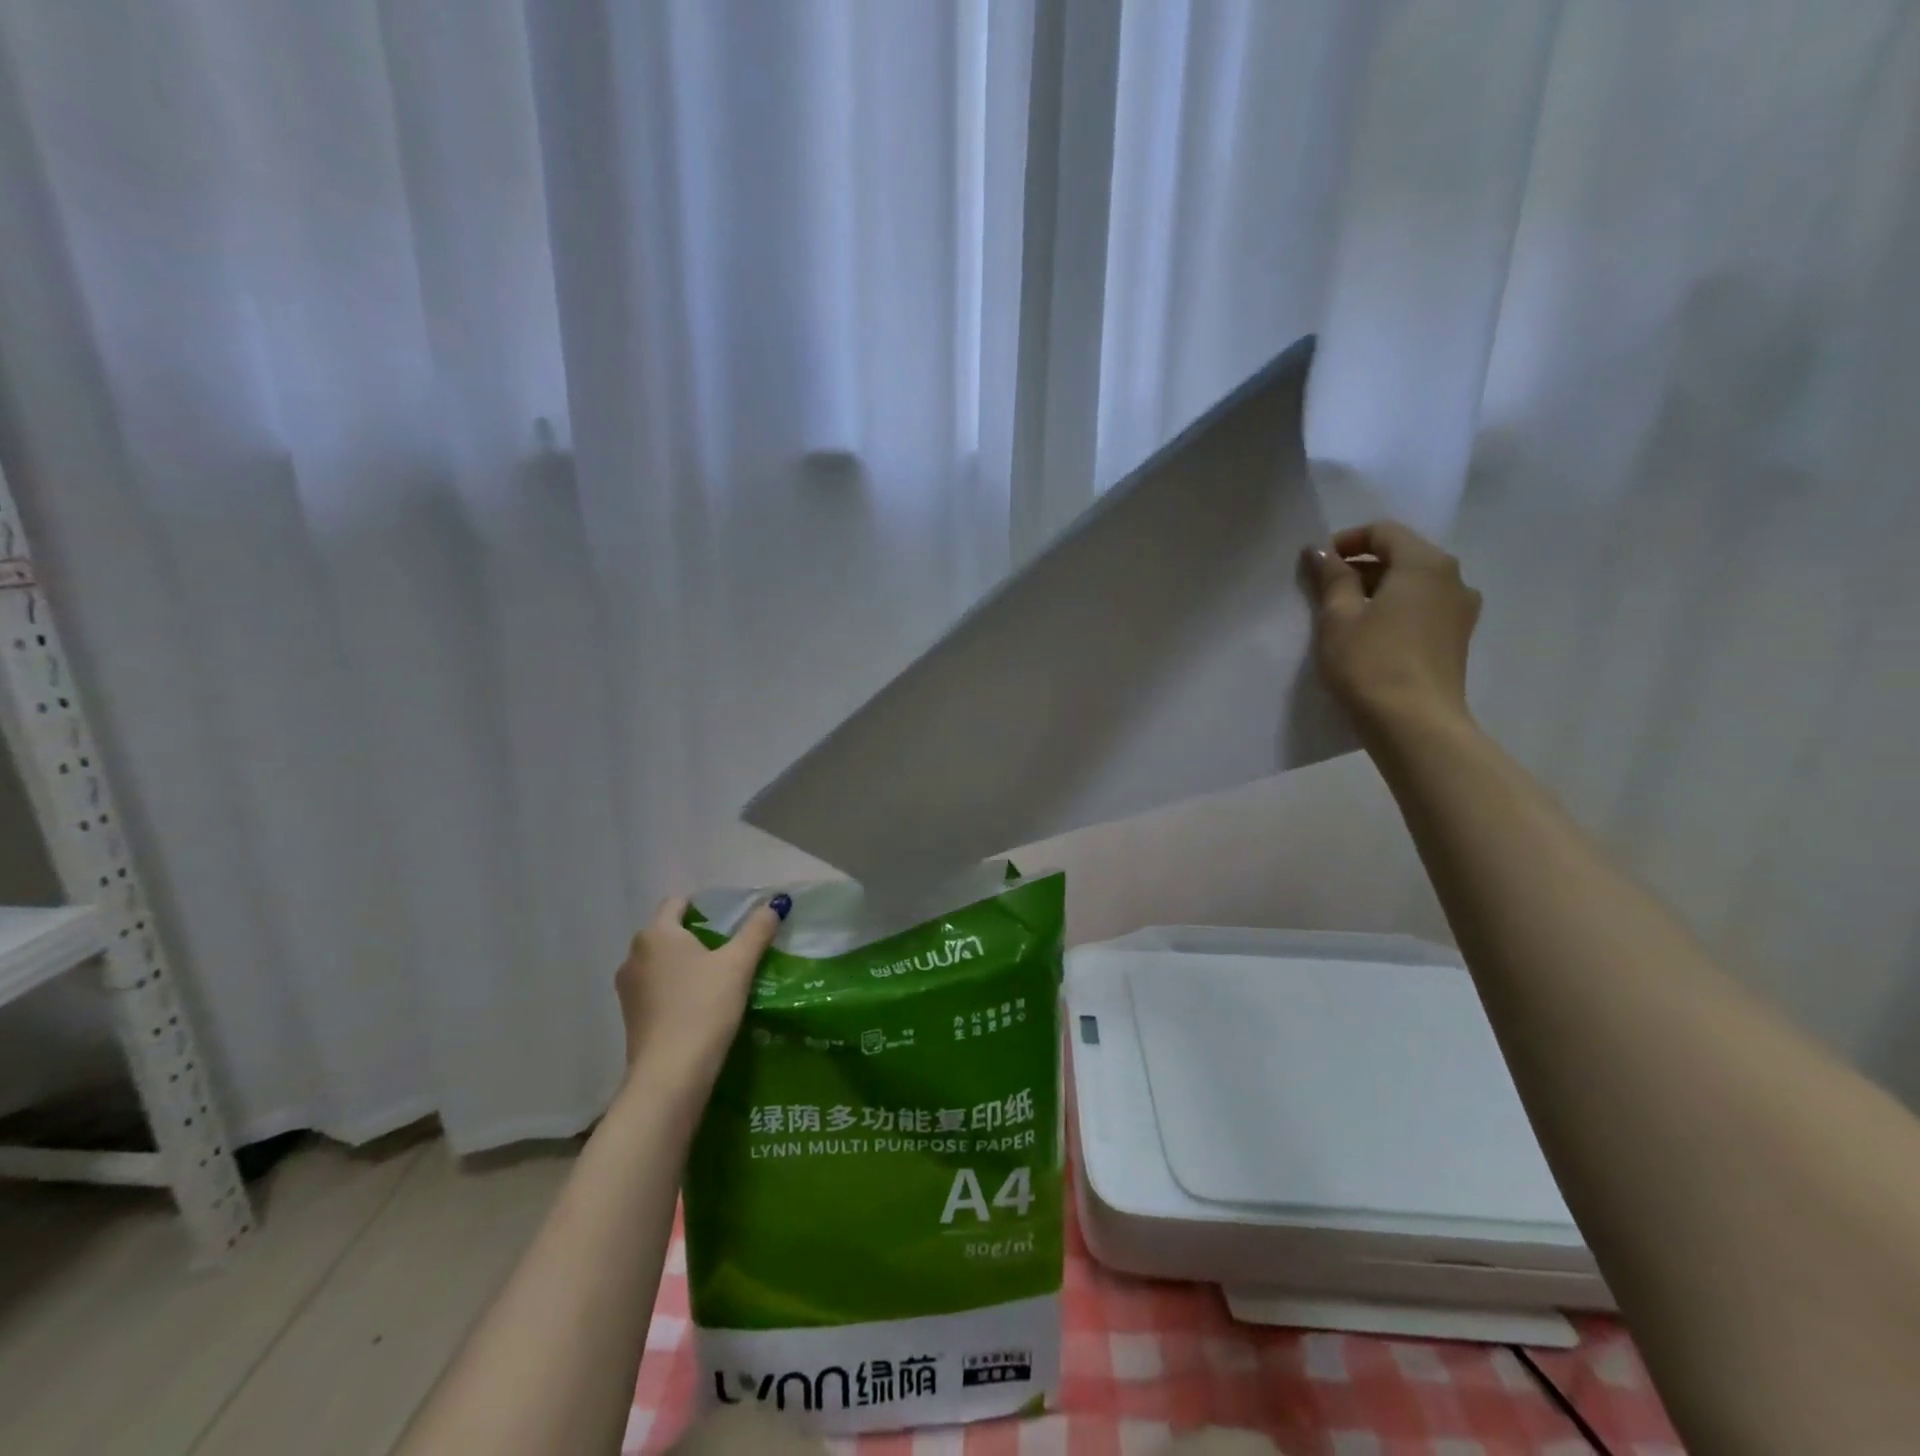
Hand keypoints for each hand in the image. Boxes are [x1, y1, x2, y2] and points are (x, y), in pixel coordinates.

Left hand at [614, 893, 788, 1089]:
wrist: (671, 1074)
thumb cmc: (704, 1007)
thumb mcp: (739, 964)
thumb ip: (757, 930)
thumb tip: (776, 903)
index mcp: (656, 934)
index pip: (677, 902)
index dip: (703, 905)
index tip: (729, 920)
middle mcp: (634, 955)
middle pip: (668, 932)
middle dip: (696, 936)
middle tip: (730, 948)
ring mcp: (627, 989)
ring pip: (660, 962)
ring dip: (684, 964)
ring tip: (717, 978)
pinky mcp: (629, 1017)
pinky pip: (655, 989)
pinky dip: (674, 989)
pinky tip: (699, 1005)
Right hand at [1299, 520, 1482, 737]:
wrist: (1414, 724)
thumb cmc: (1371, 663)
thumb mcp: (1338, 617)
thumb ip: (1331, 578)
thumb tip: (1320, 551)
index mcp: (1425, 564)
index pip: (1384, 532)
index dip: (1346, 541)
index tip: (1316, 565)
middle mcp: (1453, 578)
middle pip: (1401, 556)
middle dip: (1360, 567)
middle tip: (1322, 592)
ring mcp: (1460, 611)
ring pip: (1412, 586)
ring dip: (1377, 591)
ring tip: (1343, 617)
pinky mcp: (1456, 640)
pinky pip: (1421, 610)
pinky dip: (1393, 612)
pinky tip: (1369, 637)